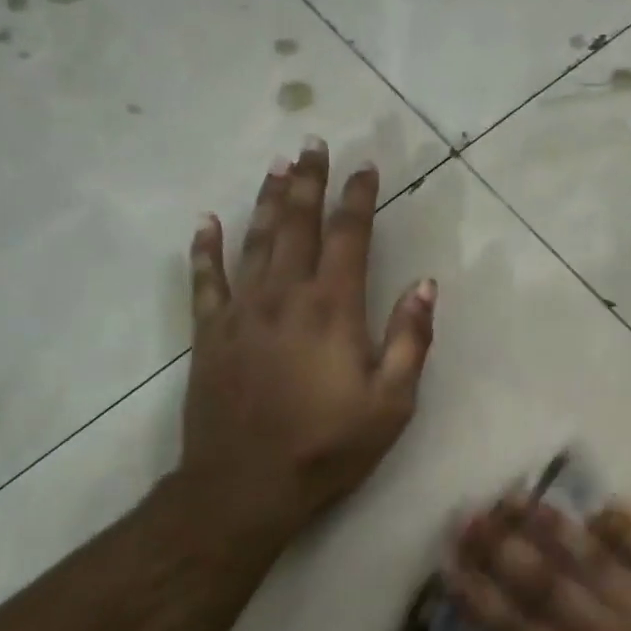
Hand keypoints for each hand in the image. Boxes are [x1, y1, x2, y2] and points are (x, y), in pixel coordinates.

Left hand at [183, 137, 435, 549]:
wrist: (245, 486)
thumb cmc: (327, 446)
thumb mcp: (391, 402)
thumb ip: (410, 339)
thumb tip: (425, 285)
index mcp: (332, 308)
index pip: (349, 236)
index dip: (358, 198)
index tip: (365, 168)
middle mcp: (284, 296)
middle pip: (297, 224)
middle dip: (309, 182)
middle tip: (313, 144)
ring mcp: (241, 312)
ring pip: (255, 240)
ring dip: (268, 201)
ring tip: (277, 167)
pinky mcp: (210, 333)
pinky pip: (205, 280)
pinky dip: (206, 249)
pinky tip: (207, 222)